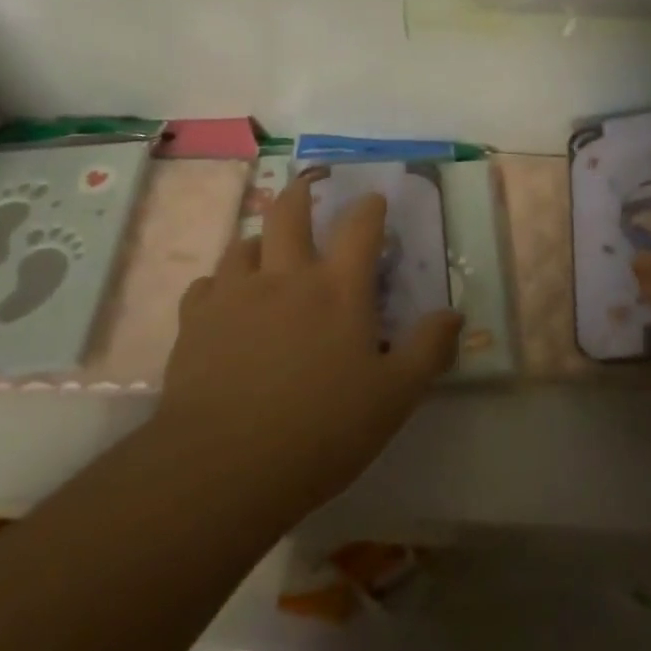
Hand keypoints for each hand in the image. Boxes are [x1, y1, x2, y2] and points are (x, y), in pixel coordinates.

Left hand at [153, 169, 462, 518]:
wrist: (225, 465)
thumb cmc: (321, 430)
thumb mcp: (394, 397)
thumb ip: (427, 350)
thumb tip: (455, 314)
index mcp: (338, 290)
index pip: (360, 229)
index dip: (370, 207)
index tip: (374, 198)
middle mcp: (285, 277)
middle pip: (289, 213)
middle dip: (303, 192)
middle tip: (310, 185)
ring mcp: (235, 294)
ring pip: (243, 243)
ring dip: (259, 238)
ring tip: (265, 247)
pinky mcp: (196, 320)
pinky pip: (207, 284)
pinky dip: (220, 283)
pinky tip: (223, 300)